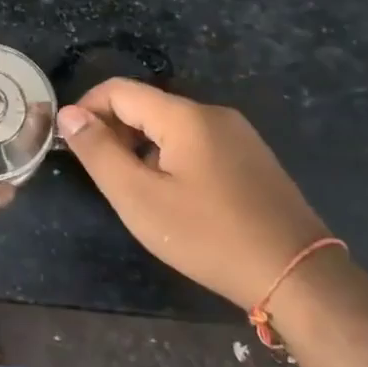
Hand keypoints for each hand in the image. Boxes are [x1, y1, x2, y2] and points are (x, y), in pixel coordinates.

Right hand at [56, 80, 330, 310]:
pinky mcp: (252, 158)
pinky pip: (197, 142)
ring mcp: (238, 135)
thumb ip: (99, 152)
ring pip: (171, 126)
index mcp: (185, 116)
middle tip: (102, 174)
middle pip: (146, 105)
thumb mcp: (139, 198)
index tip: (72, 145)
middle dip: (114, 130)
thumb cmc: (209, 236)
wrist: (298, 276)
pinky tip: (174, 196)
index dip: (86, 110)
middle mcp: (213, 114)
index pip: (119, 90)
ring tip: (135, 189)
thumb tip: (69, 114)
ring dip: (141, 146)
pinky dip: (170, 157)